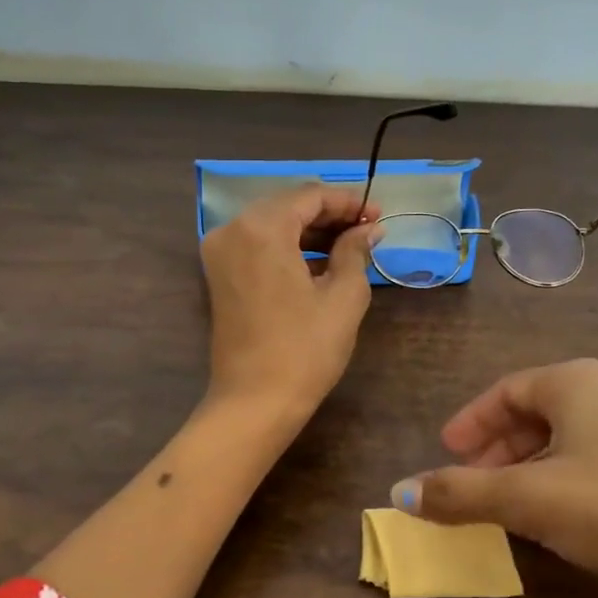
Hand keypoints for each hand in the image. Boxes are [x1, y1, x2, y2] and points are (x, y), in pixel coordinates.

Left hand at [200, 184, 379, 419]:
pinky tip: (319, 262)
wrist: (255, 402)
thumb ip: (355, 251)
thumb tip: (368, 229)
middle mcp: (232, 230)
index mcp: (261, 228)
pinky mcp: (219, 275)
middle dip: (329, 215)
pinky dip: (288, 248)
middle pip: (287, 206)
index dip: (348, 202)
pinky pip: (257, 246)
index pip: (309, 196)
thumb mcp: (343, 297)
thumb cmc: (305, 349)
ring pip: (272, 224)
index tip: (378, 215)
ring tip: (350, 246)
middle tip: (367, 230)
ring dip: (309, 231)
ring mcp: (220, 253)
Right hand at [390, 358, 597, 594]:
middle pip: (541, 411)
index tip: (448, 451)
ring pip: (575, 438)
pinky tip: (573, 518)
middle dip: (501, 447)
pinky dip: (572, 480)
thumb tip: (400, 492)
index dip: (471, 421)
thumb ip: (461, 493)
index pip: (508, 390)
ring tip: (517, 504)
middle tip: (476, 480)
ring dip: (535, 466)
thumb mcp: (529, 500)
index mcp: (579, 383)